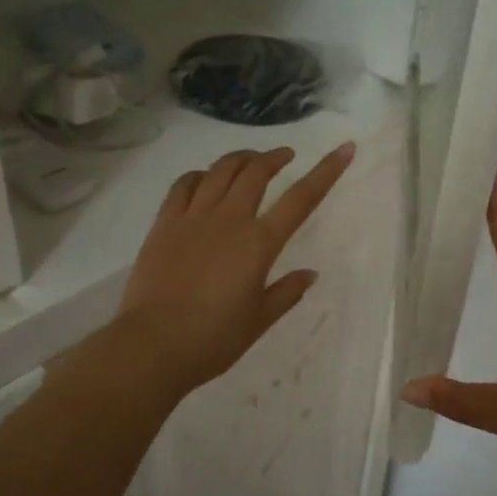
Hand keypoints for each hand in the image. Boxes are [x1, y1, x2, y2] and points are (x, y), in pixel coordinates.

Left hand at [114, 143, 354, 395]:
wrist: (152, 346)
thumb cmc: (213, 340)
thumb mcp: (259, 320)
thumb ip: (286, 292)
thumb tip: (309, 274)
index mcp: (259, 244)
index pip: (301, 198)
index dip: (326, 171)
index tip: (344, 149)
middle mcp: (229, 220)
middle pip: (256, 172)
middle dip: (275, 157)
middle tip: (285, 156)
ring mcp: (193, 218)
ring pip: (221, 170)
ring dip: (241, 159)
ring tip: (250, 160)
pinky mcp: (164, 224)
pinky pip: (184, 185)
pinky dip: (201, 175)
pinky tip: (205, 180)